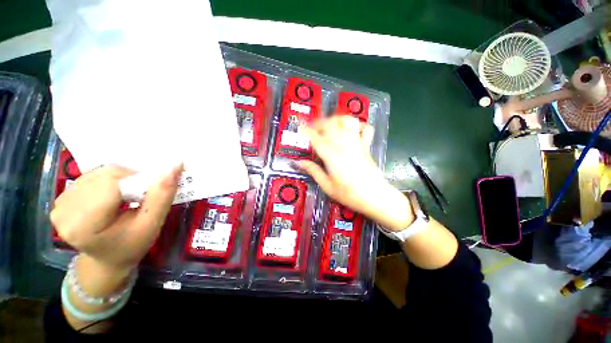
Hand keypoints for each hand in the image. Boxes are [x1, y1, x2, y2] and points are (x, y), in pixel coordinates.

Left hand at [50, 164, 181, 274]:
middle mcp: (63, 210)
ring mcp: (60, 203)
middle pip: (105, 176)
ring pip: (100, 173)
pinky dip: (110, 181)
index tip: (150, 193)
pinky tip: (113, 196)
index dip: (137, 182)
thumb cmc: (131, 246)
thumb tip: (175, 166)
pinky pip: (92, 176)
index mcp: (82, 224)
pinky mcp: (62, 198)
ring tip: (128, 198)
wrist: (108, 260)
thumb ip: (162, 195)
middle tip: (141, 197)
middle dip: (130, 181)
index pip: (111, 184)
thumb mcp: (151, 225)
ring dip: (122, 180)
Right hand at [298, 116, 412, 229]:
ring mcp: (357, 144)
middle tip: (313, 129)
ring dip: (337, 119)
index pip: (317, 139)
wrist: (376, 197)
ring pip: (347, 122)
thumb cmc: (350, 194)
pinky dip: (358, 125)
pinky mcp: (366, 146)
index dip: (307, 131)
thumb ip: (314, 172)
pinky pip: (365, 128)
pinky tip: (351, 130)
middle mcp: (344, 146)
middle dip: (319, 123)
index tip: (300, 127)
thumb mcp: (328, 186)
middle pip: (331, 125)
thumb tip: (300, 162)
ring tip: (330, 125)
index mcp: (332, 157)